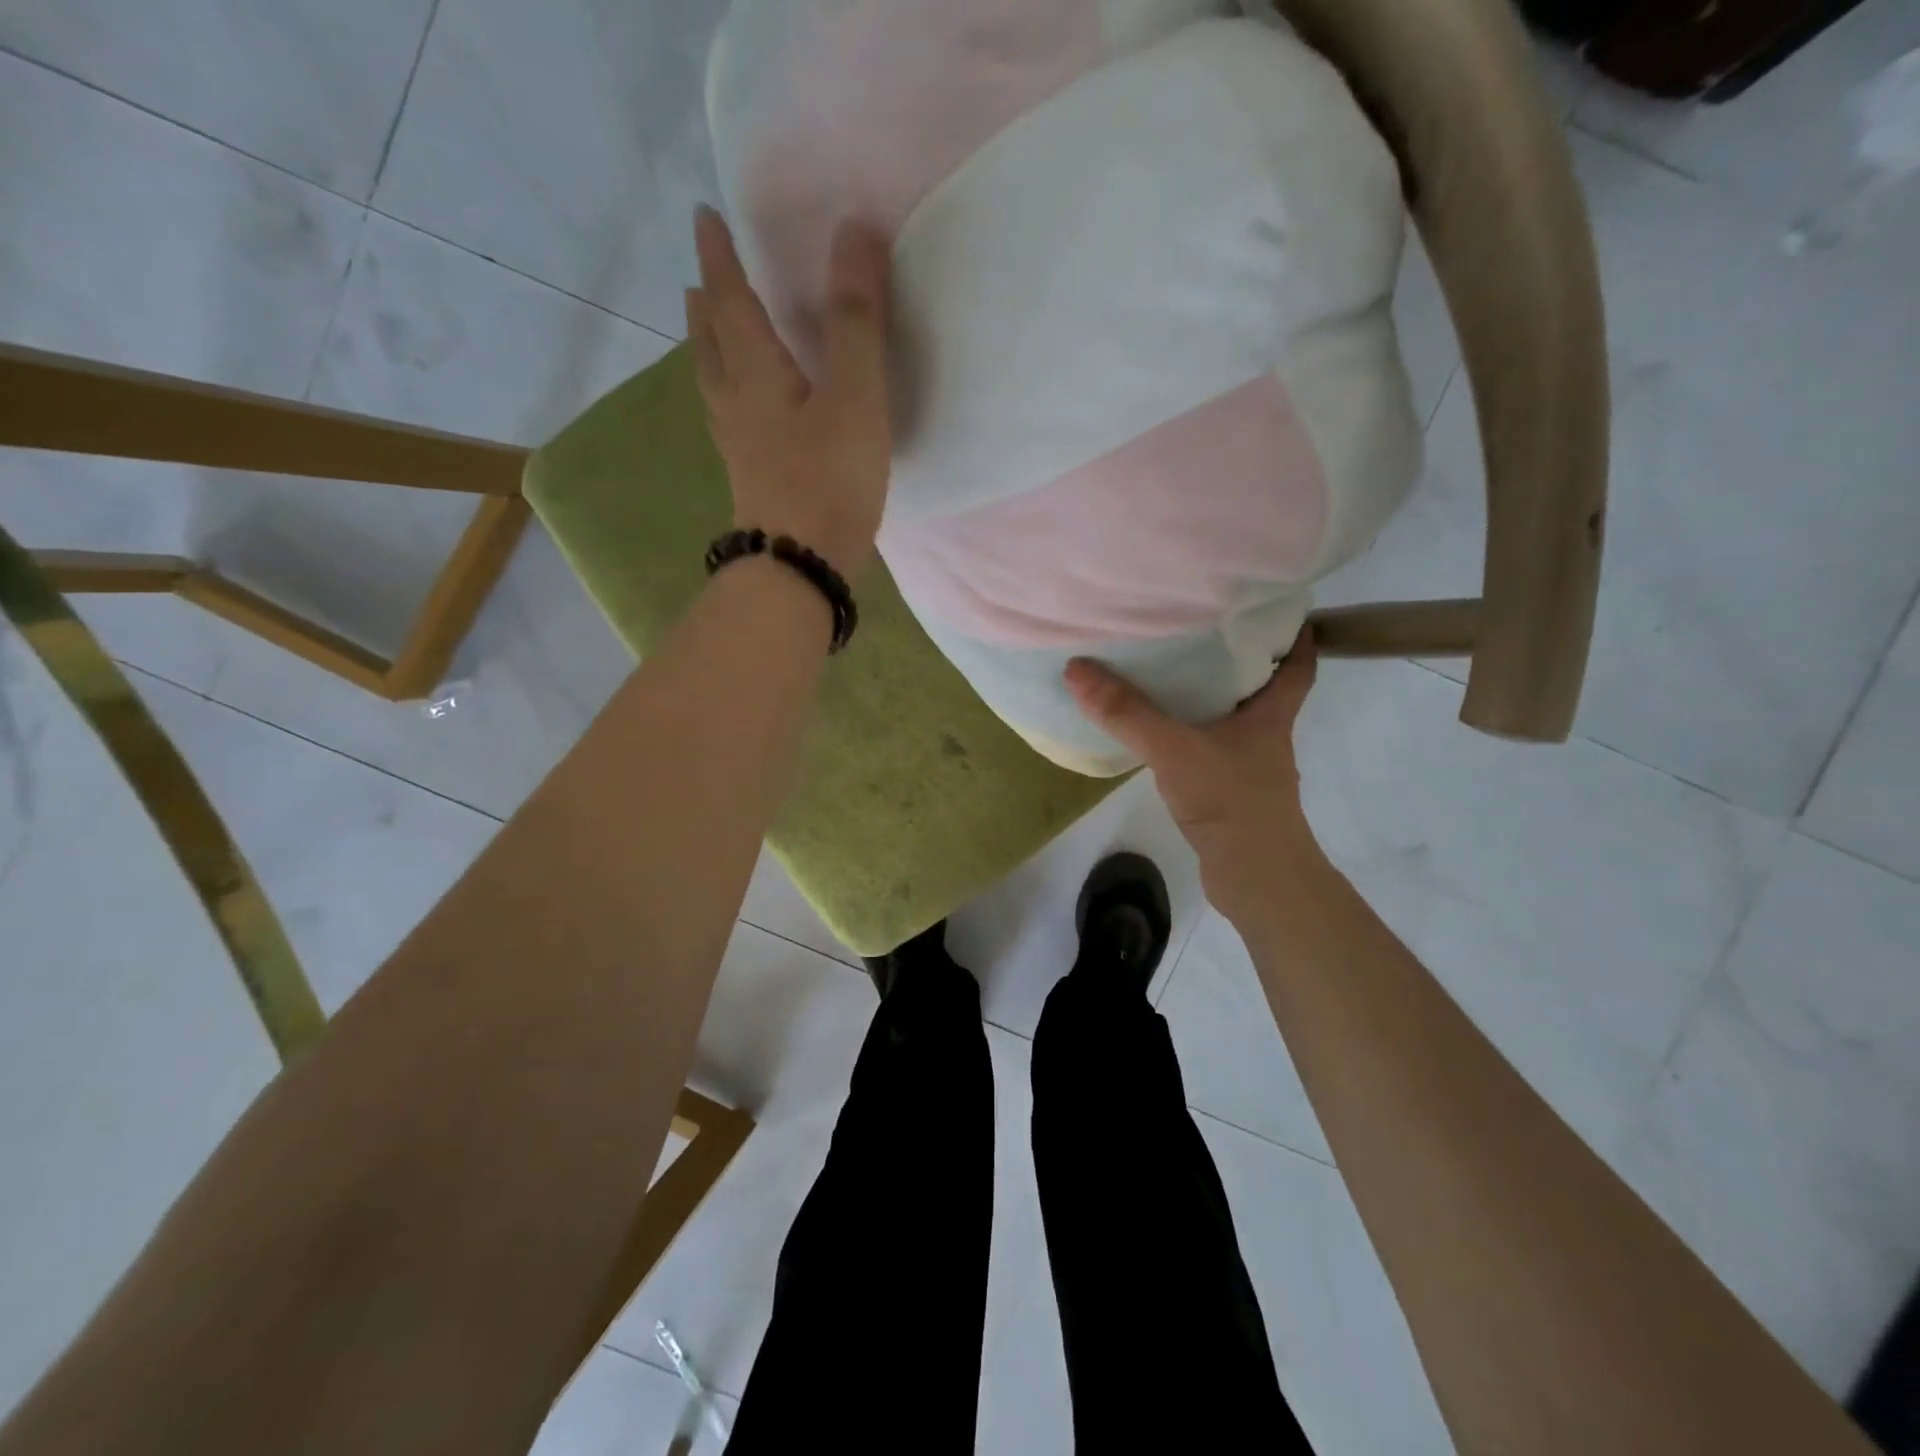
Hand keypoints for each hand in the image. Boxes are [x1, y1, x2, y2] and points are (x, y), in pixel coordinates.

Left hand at [686, 206, 892, 574]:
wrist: (800, 569)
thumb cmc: (828, 481)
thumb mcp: (854, 397)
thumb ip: (856, 320)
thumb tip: (855, 228)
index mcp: (756, 375)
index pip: (732, 301)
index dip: (721, 257)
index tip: (705, 217)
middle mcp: (737, 406)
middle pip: (712, 346)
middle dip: (708, 308)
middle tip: (703, 280)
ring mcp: (741, 450)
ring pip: (717, 388)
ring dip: (711, 353)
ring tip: (712, 336)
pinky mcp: (754, 483)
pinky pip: (732, 424)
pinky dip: (730, 399)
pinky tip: (746, 415)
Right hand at [1065, 627, 1324, 923]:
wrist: (1256, 879)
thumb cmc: (1230, 801)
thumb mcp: (1173, 749)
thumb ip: (1126, 712)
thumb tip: (1077, 668)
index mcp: (1270, 716)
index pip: (1297, 666)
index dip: (1295, 635)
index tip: (1277, 609)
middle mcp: (1266, 737)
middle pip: (1262, 689)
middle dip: (1239, 660)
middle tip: (1202, 630)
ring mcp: (1250, 770)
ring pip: (1233, 722)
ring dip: (1211, 700)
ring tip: (1172, 674)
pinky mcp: (1230, 796)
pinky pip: (1210, 752)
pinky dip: (1192, 738)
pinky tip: (1161, 737)